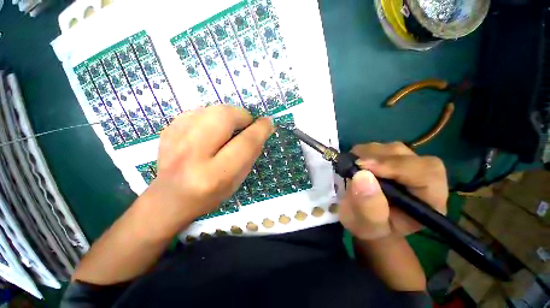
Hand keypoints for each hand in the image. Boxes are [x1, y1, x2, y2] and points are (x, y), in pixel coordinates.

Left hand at [147, 105, 273, 228]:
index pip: (245, 143)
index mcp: (215, 175)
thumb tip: (261, 130)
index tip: (267, 123)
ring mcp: (175, 140)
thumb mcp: (237, 181)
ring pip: (211, 109)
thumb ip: (250, 155)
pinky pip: (197, 111)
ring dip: (227, 115)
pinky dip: (210, 117)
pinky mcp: (167, 131)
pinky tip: (210, 131)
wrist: (170, 198)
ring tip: (229, 128)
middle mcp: (193, 155)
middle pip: (225, 117)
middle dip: (242, 115)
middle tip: (246, 124)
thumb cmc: (210, 194)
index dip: (261, 129)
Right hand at [339, 142, 447, 240]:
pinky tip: (355, 162)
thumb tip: (362, 176)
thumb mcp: (367, 225)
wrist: (366, 219)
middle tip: (354, 164)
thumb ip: (369, 207)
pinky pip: (380, 148)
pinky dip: (364, 151)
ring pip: (393, 149)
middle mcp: (424, 179)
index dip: (396, 166)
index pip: (426, 173)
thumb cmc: (371, 227)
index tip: (363, 167)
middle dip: (378, 158)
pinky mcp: (391, 159)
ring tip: (353, 166)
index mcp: (429, 201)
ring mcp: (407, 166)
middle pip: (408, 156)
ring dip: (369, 154)